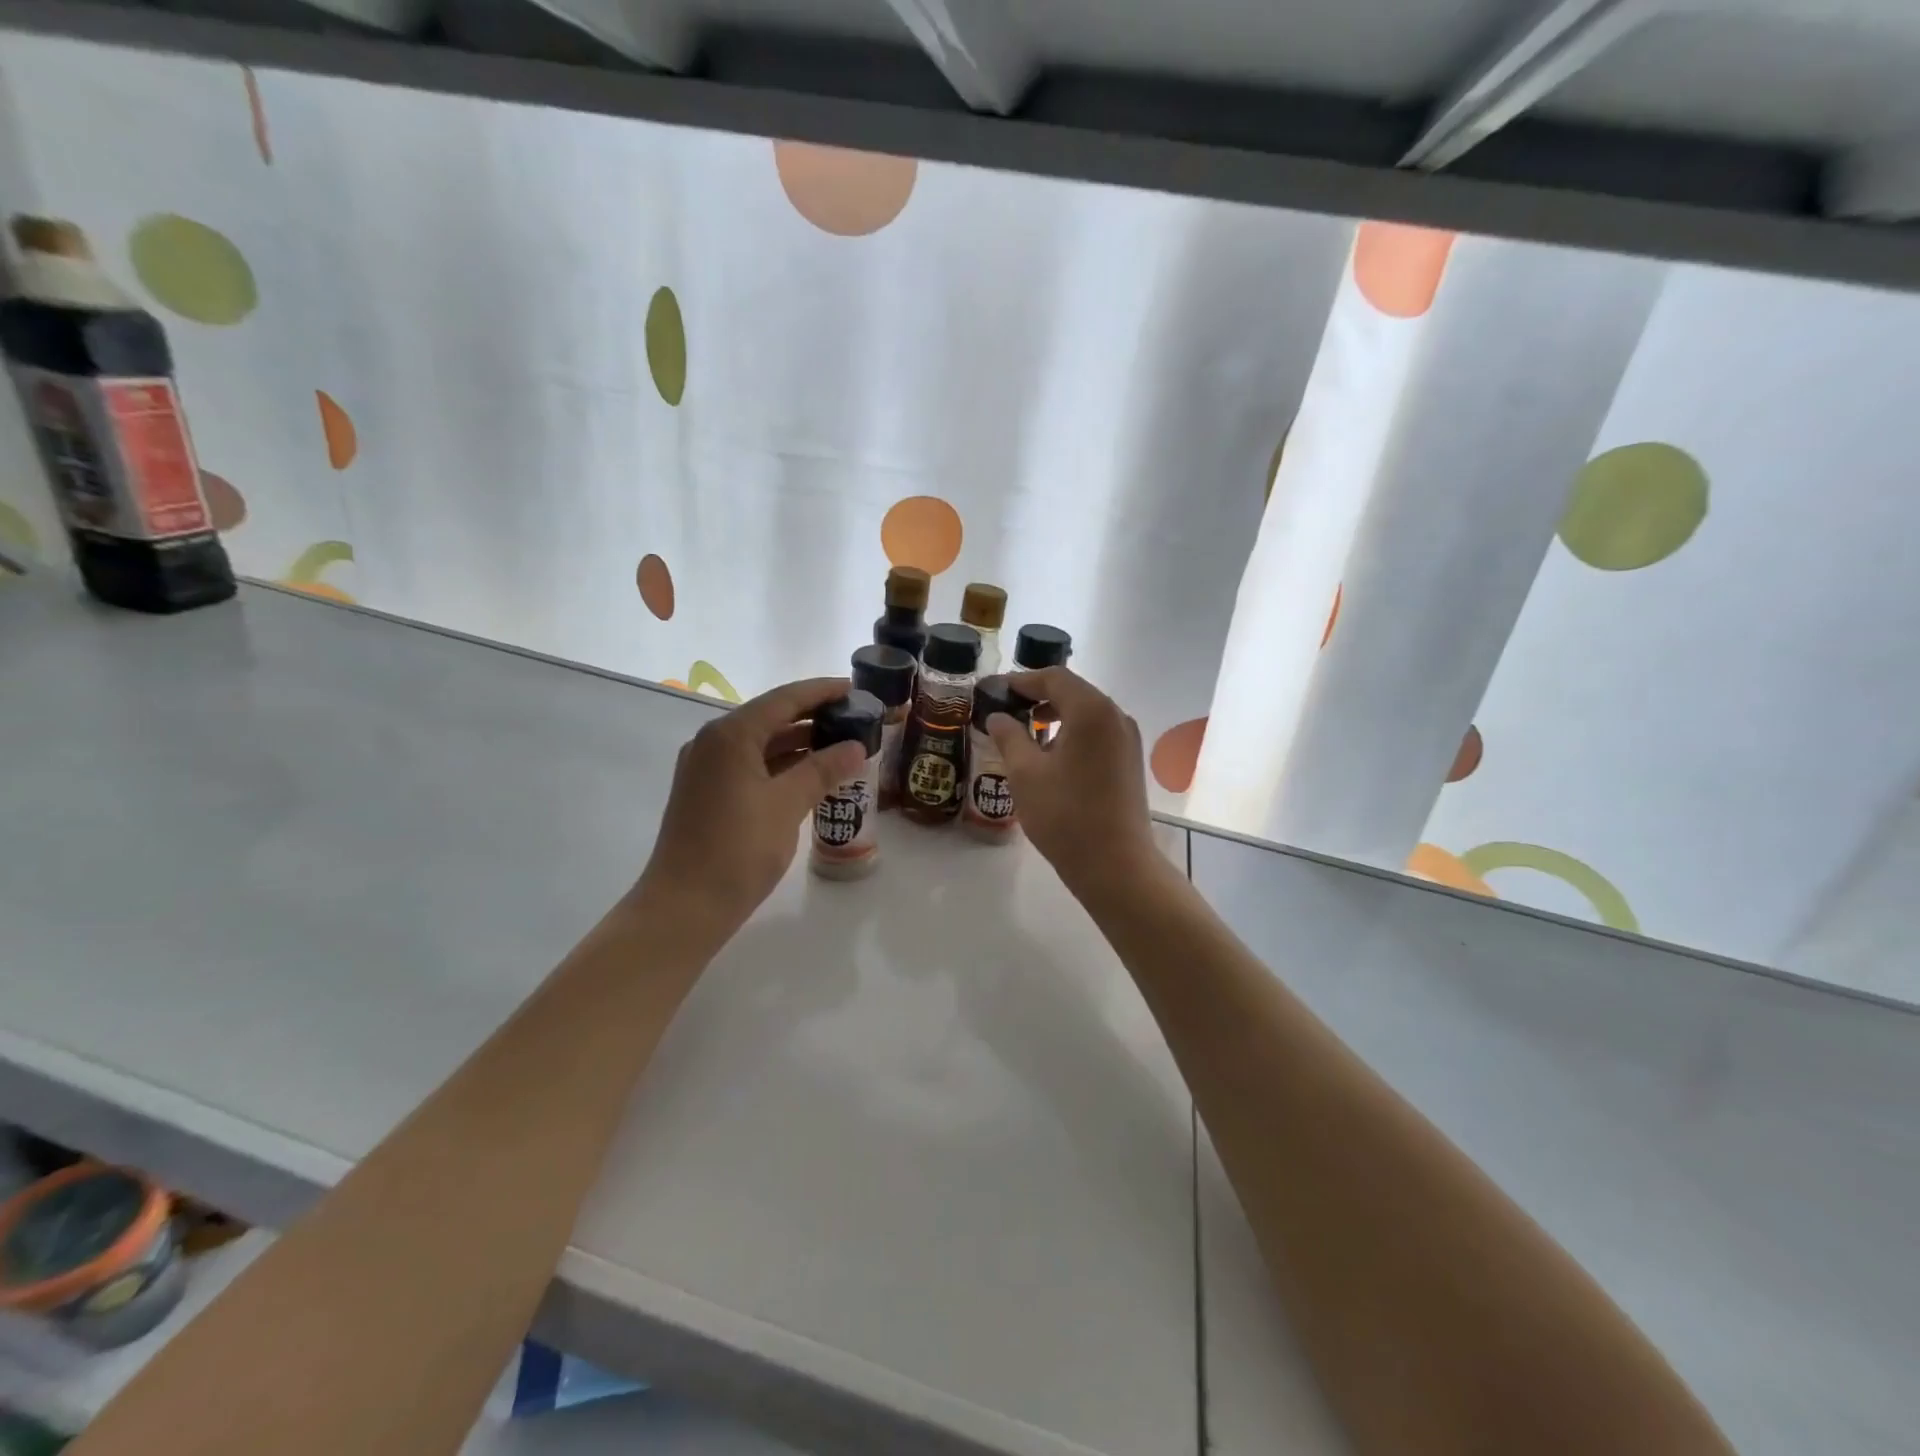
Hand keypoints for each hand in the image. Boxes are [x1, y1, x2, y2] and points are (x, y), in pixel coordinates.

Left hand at [635, 677, 867, 946]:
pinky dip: (782, 766)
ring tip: (842, 747)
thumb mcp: (788, 805)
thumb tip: (856, 746)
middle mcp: (713, 743)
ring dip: (799, 744)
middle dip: (814, 718)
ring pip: (761, 744)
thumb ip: (823, 769)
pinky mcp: (708, 794)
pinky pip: (751, 766)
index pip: (785, 699)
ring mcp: (707, 769)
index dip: (822, 691)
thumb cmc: (738, 850)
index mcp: (730, 735)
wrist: (684, 907)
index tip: (856, 689)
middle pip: (771, 717)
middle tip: (855, 720)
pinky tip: (811, 777)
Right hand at [987, 667, 1165, 899]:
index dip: (1020, 681)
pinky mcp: (1129, 761)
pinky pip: (1097, 733)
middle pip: (1072, 691)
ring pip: (1086, 713)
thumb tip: (998, 716)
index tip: (993, 690)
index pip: (1053, 678)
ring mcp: (1127, 739)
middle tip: (1004, 710)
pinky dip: (1072, 733)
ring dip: (1054, 716)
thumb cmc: (1065, 816)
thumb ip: (1009, 736)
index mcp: (1091, 711)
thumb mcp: (1025, 774)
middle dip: (1037, 697)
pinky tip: (1050, 756)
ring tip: (1023, 734)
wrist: (1116, 865)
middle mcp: (1115, 716)